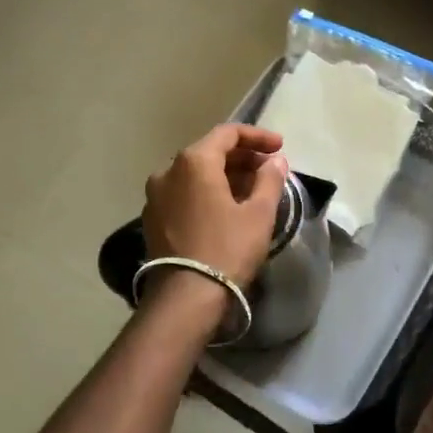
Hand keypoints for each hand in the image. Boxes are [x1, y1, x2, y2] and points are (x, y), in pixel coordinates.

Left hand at [144, 125, 289, 288]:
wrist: (185, 298)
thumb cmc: (227, 250)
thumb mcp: (259, 214)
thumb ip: (269, 180)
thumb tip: (276, 161)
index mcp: (194, 162)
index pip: (228, 133)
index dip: (257, 137)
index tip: (280, 148)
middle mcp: (168, 171)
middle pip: (209, 151)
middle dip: (242, 157)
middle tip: (269, 170)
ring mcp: (155, 195)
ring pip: (195, 174)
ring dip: (225, 175)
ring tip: (252, 190)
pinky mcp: (153, 218)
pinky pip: (184, 193)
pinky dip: (207, 192)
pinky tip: (227, 208)